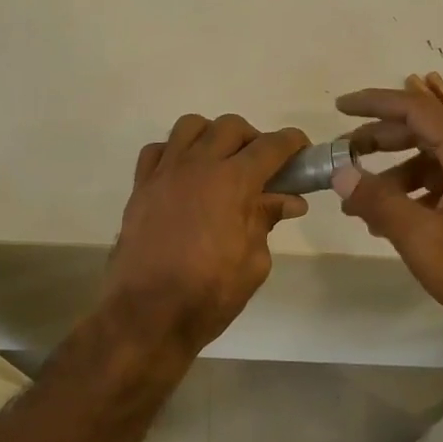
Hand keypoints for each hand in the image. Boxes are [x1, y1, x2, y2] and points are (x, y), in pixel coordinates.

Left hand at [101, 114, 309, 353]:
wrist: (148, 314)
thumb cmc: (208, 294)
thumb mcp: (253, 262)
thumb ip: (266, 221)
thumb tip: (288, 201)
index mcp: (232, 182)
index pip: (270, 146)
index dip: (291, 143)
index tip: (302, 149)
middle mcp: (197, 166)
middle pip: (229, 127)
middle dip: (253, 138)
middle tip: (262, 167)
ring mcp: (164, 174)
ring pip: (190, 127)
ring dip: (212, 136)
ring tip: (220, 164)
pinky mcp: (140, 188)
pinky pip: (157, 151)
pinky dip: (174, 153)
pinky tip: (183, 176)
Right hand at [333, 87, 442, 334]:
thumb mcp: (420, 237)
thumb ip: (378, 200)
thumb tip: (341, 173)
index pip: (416, 109)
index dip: (374, 104)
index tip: (339, 108)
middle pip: (425, 132)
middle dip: (379, 142)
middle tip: (343, 158)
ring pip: (435, 160)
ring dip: (395, 175)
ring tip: (360, 205)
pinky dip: (418, 192)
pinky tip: (393, 219)